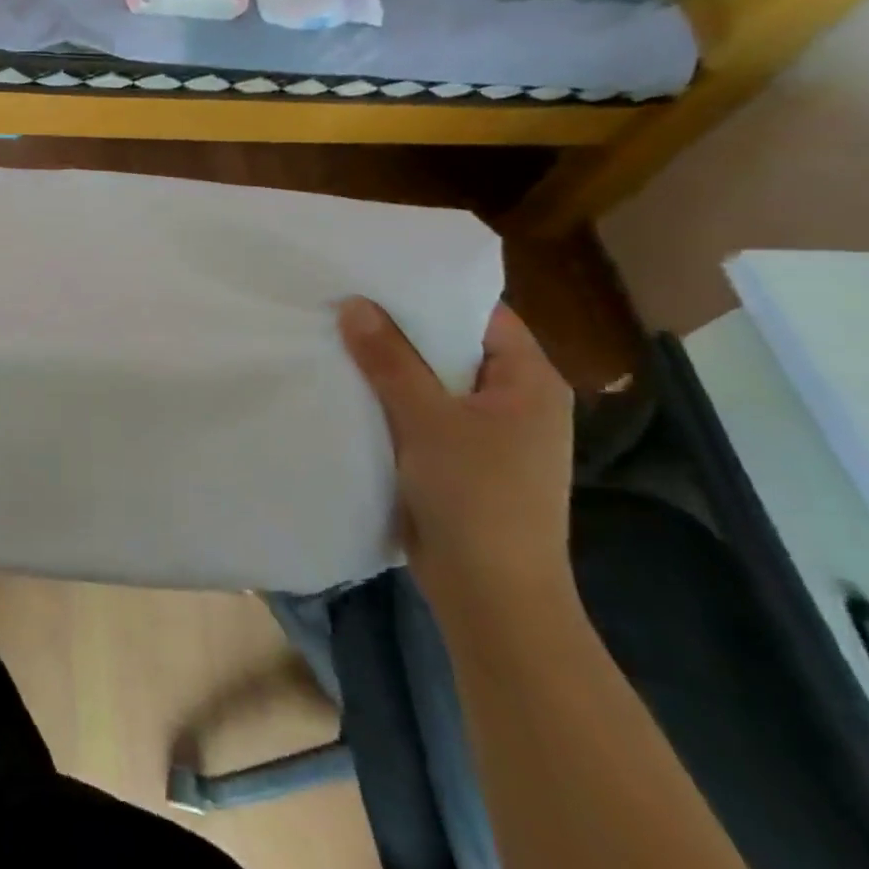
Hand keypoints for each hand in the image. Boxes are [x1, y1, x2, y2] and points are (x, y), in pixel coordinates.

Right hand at [337, 297, 574, 627]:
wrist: (491, 594)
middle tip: (347, 301)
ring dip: (392, 367)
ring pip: (434, 383)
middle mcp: (515, 401)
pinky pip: (423, 415)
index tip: (378, 274)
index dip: (433, 292)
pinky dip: (392, 401)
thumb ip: (390, 359)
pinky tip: (350, 389)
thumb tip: (354, 304)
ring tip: (338, 337)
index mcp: (530, 382)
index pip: (483, 315)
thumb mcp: (428, 419)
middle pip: (454, 347)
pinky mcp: (460, 461)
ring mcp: (489, 435)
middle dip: (402, 329)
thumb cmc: (476, 497)